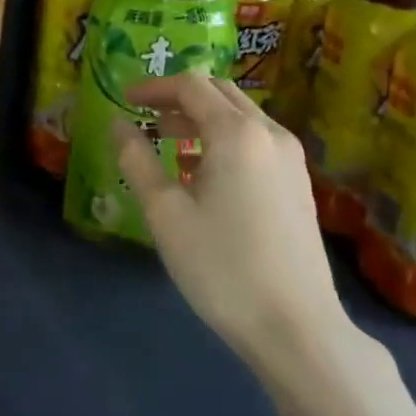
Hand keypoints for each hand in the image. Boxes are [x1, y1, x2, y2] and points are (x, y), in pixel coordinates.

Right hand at [116, 75, 350, 367]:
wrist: (298, 329)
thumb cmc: (222, 267)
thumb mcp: (165, 213)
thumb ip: (136, 159)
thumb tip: (118, 124)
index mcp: (236, 133)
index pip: (190, 86)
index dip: (153, 87)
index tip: (124, 100)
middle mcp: (269, 133)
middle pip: (219, 92)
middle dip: (178, 98)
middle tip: (145, 117)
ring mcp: (290, 159)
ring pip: (239, 116)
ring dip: (201, 118)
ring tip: (167, 144)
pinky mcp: (298, 183)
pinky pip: (255, 141)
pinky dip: (223, 139)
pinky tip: (202, 174)